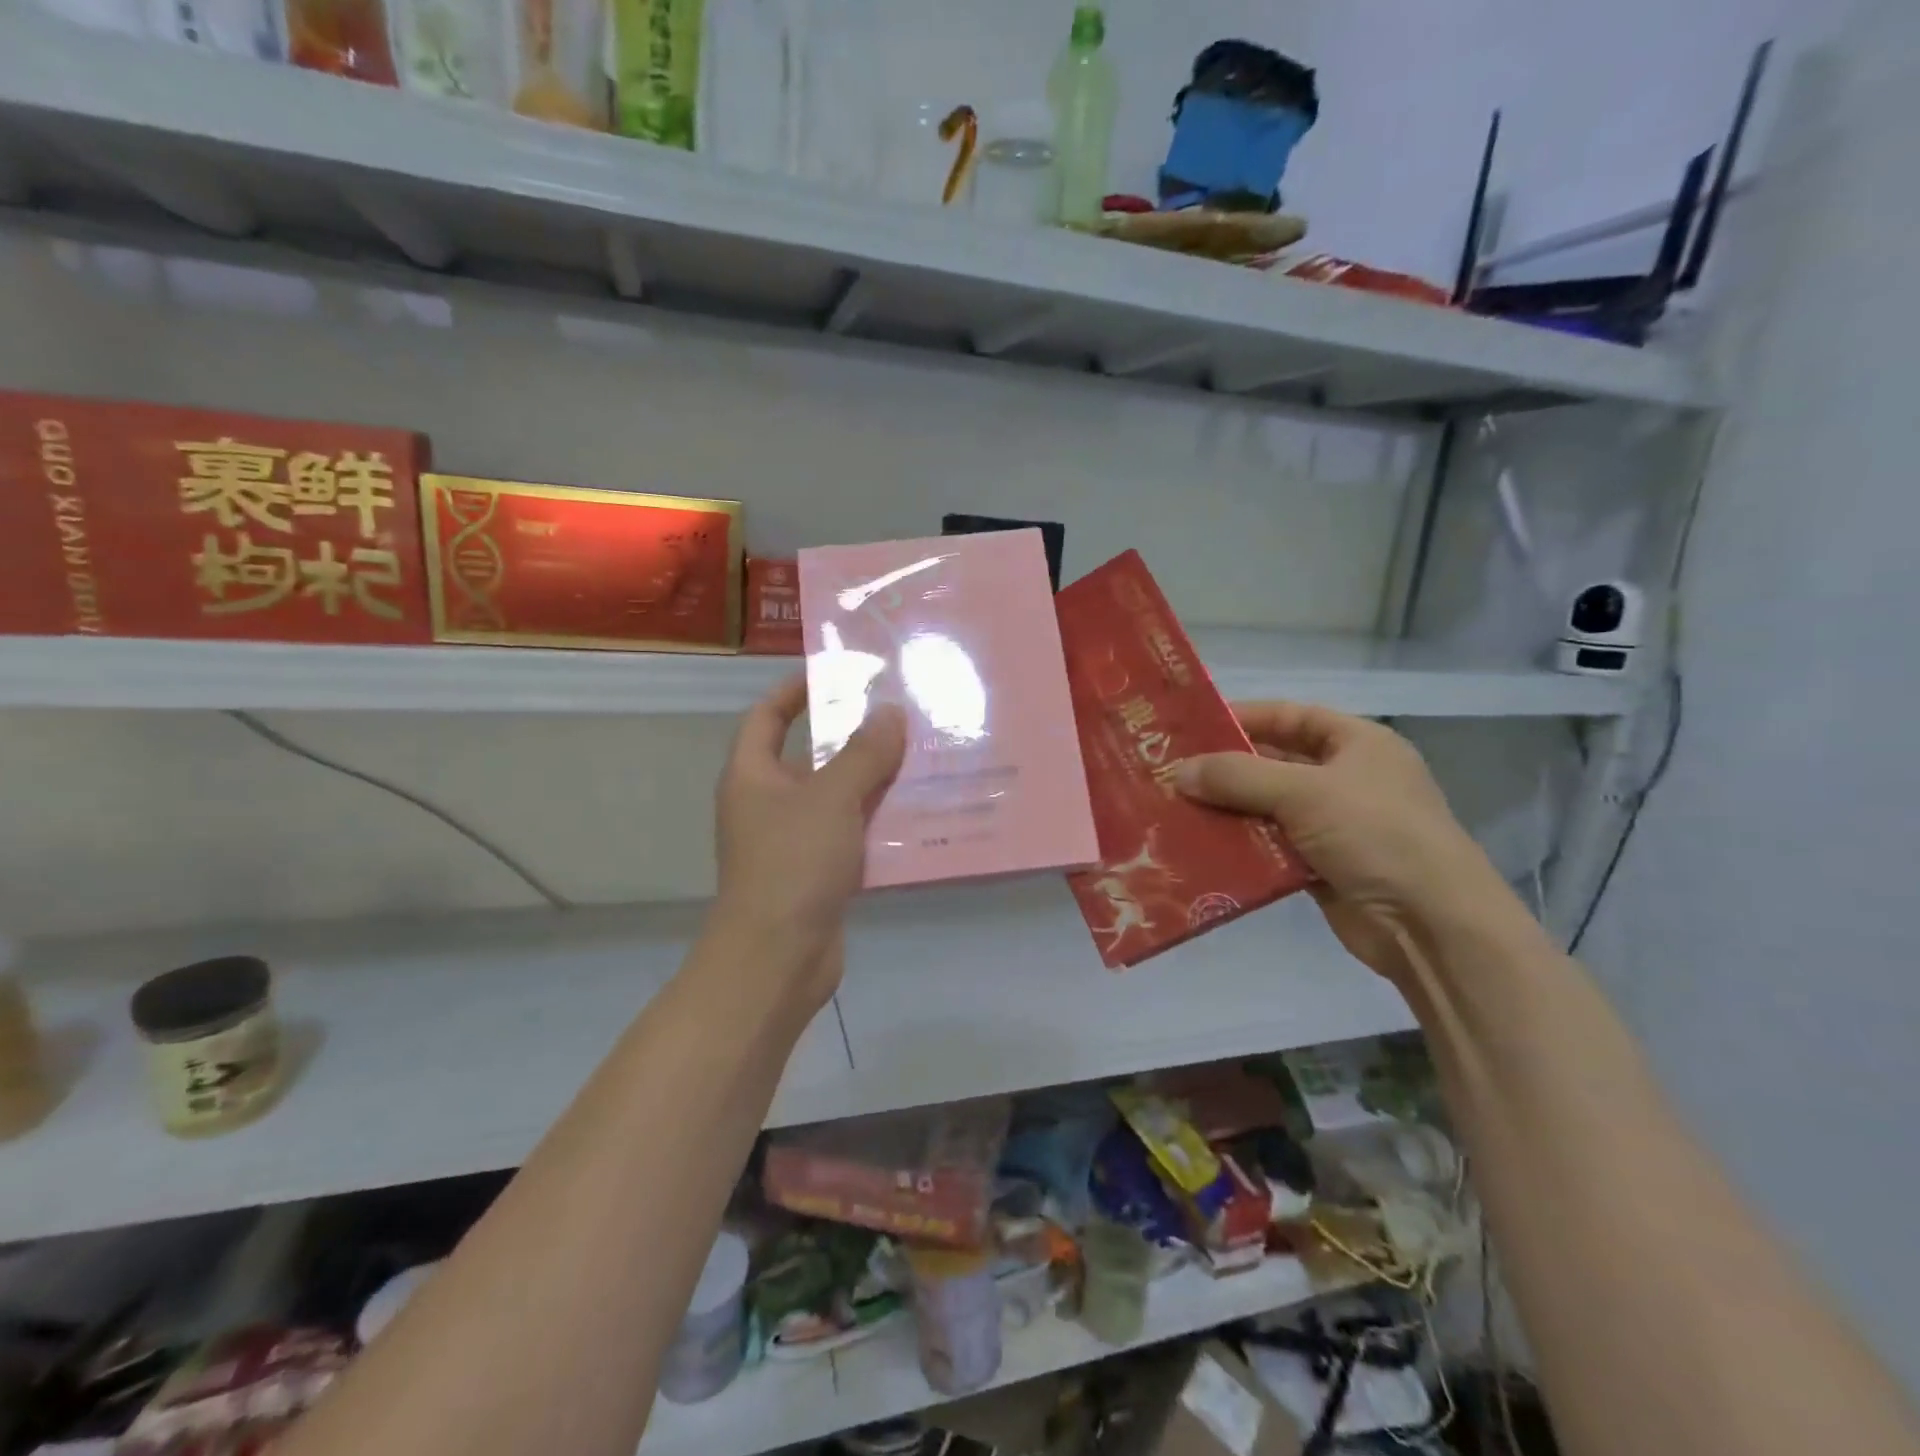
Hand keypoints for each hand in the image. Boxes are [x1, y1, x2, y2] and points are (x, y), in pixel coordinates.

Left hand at [711, 674, 905, 1001]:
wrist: (778, 959)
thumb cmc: (792, 864)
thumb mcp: (830, 798)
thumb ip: (862, 753)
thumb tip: (890, 713)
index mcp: (753, 776)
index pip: (767, 716)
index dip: (795, 691)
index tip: (838, 675)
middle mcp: (769, 803)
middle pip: (811, 756)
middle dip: (854, 737)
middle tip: (902, 717)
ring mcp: (794, 840)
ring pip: (839, 797)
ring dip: (875, 780)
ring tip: (923, 758)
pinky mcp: (820, 872)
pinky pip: (853, 834)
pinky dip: (880, 822)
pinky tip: (921, 813)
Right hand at [1173, 702, 1501, 988]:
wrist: (1431, 925)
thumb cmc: (1376, 835)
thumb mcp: (1305, 792)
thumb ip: (1238, 777)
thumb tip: (1179, 772)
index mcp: (1357, 744)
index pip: (1291, 716)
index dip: (1244, 717)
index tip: (1192, 726)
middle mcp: (1346, 779)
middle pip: (1274, 764)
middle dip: (1225, 769)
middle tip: (1170, 772)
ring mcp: (1334, 825)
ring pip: (1267, 808)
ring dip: (1226, 810)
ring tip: (1174, 809)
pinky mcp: (1321, 866)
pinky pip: (1270, 847)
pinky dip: (1240, 847)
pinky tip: (1199, 848)